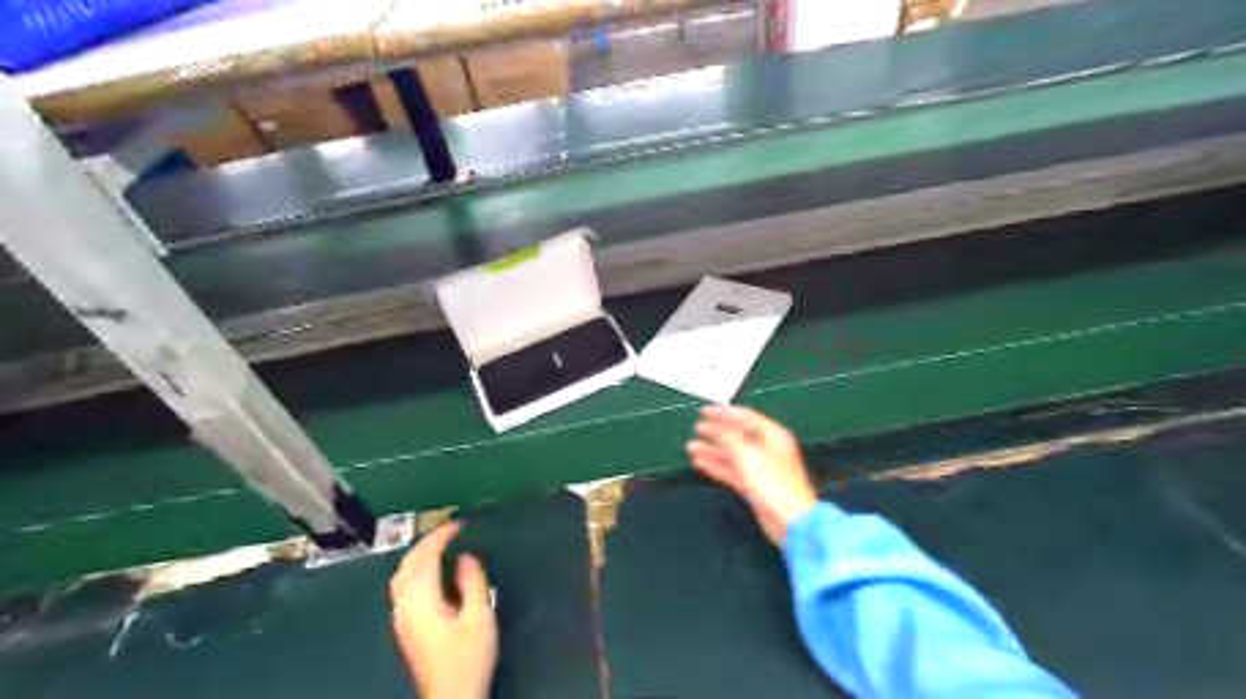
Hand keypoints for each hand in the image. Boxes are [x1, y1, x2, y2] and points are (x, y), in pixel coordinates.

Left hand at [388, 523, 497, 698]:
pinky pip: (405, 585)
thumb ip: (472, 583)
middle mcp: (405, 604)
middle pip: (408, 563)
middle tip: (451, 530)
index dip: (441, 535)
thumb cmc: (467, 657)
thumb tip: (465, 557)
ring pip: (403, 575)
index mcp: (421, 599)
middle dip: (428, 541)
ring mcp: (402, 617)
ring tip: (441, 545)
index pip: (425, 556)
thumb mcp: (479, 617)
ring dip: (420, 554)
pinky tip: (432, 572)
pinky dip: (418, 568)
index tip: (461, 523)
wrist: (451, 696)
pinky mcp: (407, 626)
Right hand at [692, 405, 818, 545]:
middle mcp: (767, 449)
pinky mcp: (754, 486)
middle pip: (738, 435)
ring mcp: (760, 468)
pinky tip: (700, 462)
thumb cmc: (773, 482)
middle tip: (697, 428)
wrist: (790, 521)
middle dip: (716, 431)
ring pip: (733, 454)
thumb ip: (729, 437)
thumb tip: (715, 427)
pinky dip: (716, 466)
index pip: (746, 417)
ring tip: (692, 447)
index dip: (724, 413)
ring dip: (712, 449)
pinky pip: (732, 471)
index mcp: (772, 435)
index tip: (704, 411)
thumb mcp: (747, 454)